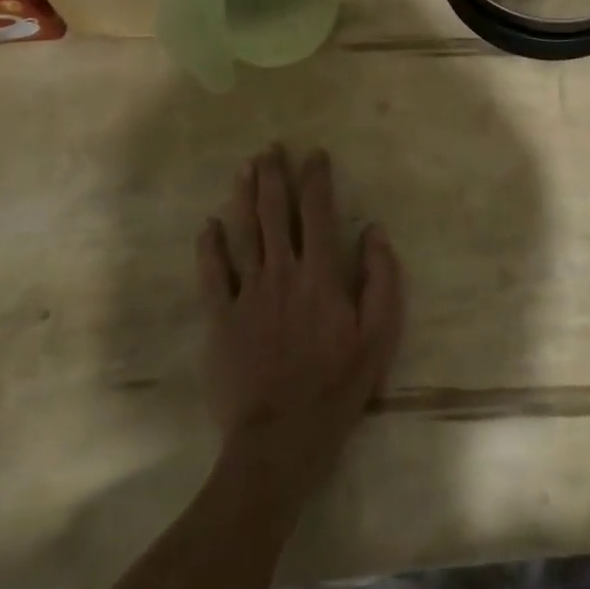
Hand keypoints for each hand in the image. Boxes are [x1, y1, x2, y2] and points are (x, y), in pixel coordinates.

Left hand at [196, 145, 404, 499]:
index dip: (316, 177)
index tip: (315, 154)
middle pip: (275, 211)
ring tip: (244, 168)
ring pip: (244, 232)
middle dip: (274, 175)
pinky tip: (208, 224)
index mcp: (321, 274)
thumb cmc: (337, 386)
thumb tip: (374, 230)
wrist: (279, 440)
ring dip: (244, 196)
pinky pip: (211, 274)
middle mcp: (282, 271)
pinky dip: (209, 246)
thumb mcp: (379, 335)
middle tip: (271, 148)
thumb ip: (382, 278)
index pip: (318, 211)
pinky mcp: (220, 318)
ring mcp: (247, 293)